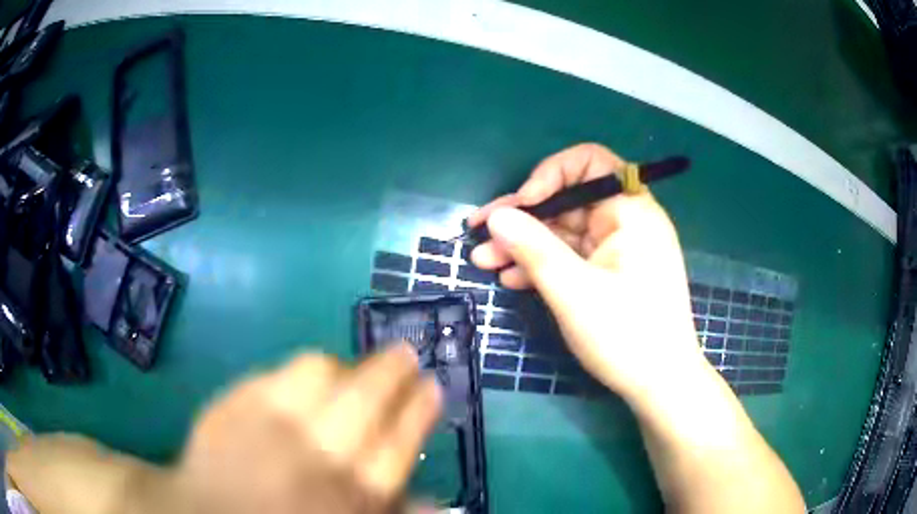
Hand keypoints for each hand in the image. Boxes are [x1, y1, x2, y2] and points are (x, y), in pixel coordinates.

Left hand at [174, 343, 440, 513]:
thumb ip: (387, 513)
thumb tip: (435, 502)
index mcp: (348, 497)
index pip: (399, 443)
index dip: (418, 409)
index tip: (431, 385)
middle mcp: (313, 457)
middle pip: (365, 400)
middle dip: (392, 371)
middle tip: (404, 353)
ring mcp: (267, 425)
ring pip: (319, 374)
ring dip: (344, 365)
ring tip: (351, 369)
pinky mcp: (232, 404)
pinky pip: (274, 374)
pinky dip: (297, 371)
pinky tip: (305, 377)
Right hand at [468, 143, 705, 402]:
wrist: (660, 384)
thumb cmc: (626, 335)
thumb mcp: (573, 291)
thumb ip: (533, 248)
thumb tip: (497, 215)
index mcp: (630, 212)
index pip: (590, 163)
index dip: (550, 174)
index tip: (522, 204)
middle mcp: (627, 222)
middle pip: (569, 201)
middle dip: (523, 217)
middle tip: (479, 234)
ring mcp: (619, 249)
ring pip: (566, 232)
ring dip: (525, 244)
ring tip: (484, 261)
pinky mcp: (612, 273)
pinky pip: (574, 257)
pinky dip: (545, 265)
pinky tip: (512, 279)